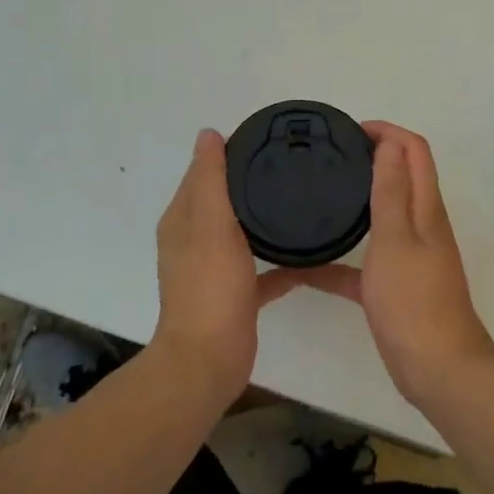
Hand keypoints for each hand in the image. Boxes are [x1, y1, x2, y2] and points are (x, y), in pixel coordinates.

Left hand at [153, 129, 313, 399]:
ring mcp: (214, 271)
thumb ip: (211, 179)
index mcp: (182, 220)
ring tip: (300, 202)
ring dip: (263, 220)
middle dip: (248, 183)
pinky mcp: (236, 296)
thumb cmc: (209, 287)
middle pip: (222, 201)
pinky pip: (262, 271)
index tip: (264, 139)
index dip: (225, 153)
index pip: (202, 174)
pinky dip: (280, 263)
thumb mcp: (211, 224)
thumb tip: (208, 134)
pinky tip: (310, 258)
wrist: (209, 359)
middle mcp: (194, 241)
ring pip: (241, 234)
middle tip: (289, 166)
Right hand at [294, 122, 493, 406]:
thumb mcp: (396, 240)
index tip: (349, 131)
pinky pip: (363, 263)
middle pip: (400, 177)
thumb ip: (391, 192)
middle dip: (371, 157)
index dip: (387, 132)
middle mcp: (421, 225)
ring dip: (357, 200)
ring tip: (316, 196)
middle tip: (329, 157)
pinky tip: (303, 267)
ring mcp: (408, 257)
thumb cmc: (414, 302)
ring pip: (381, 217)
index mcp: (426, 208)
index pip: (414, 151)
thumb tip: (388, 144)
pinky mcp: (394, 286)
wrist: (437, 370)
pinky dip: (339, 258)